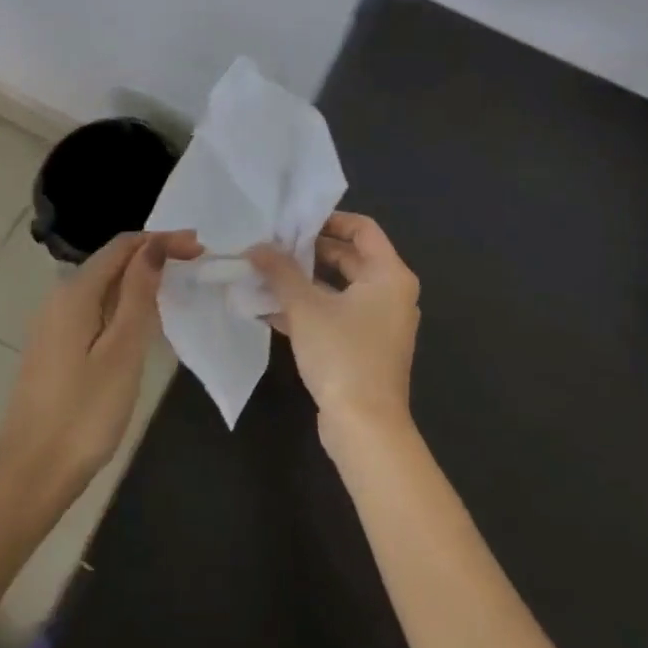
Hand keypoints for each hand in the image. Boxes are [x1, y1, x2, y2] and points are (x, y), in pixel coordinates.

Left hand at [0, 229, 200, 518]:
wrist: (30, 474)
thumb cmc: (84, 413)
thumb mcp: (121, 351)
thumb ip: (137, 295)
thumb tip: (152, 247)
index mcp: (75, 292)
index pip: (122, 246)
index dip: (161, 240)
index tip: (199, 249)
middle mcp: (58, 298)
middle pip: (111, 261)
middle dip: (152, 256)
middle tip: (194, 265)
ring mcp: (52, 324)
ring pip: (102, 286)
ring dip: (138, 280)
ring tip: (175, 288)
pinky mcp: (53, 347)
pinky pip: (93, 309)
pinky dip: (122, 304)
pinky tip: (141, 321)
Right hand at [247, 213, 420, 450]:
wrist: (365, 428)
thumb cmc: (342, 354)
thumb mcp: (305, 307)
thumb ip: (280, 271)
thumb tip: (256, 246)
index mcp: (390, 275)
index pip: (362, 228)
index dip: (329, 220)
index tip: (294, 222)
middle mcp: (391, 294)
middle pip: (349, 257)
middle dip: (309, 251)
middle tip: (272, 245)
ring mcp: (379, 323)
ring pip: (339, 288)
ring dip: (304, 281)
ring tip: (264, 274)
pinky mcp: (365, 347)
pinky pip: (336, 314)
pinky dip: (309, 309)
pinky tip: (270, 310)